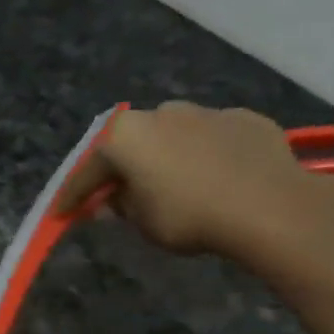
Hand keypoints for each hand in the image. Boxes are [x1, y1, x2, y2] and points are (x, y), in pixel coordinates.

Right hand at [55, 102, 333, 264]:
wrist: (271, 207)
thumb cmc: (189, 216)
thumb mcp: (141, 221)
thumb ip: (119, 206)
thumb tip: (111, 201)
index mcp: (124, 136)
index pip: (87, 171)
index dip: (72, 196)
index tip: (63, 213)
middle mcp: (160, 113)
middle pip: (129, 144)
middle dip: (120, 168)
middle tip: (116, 194)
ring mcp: (205, 112)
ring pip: (171, 135)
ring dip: (163, 157)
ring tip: (169, 184)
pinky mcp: (244, 119)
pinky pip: (210, 139)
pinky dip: (203, 155)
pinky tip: (212, 177)